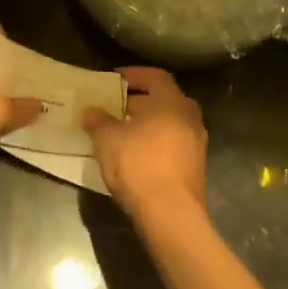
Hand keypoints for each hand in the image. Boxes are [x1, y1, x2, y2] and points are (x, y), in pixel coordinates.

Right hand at [83, 67, 206, 221]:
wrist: (170, 214)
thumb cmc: (138, 164)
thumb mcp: (107, 139)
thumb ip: (98, 120)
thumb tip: (91, 110)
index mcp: (172, 102)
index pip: (155, 76)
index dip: (134, 74)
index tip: (115, 79)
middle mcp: (189, 117)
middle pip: (164, 99)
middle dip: (140, 100)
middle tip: (116, 105)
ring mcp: (196, 144)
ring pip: (169, 123)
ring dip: (148, 123)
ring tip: (122, 131)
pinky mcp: (195, 168)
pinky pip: (173, 144)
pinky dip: (155, 142)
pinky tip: (136, 154)